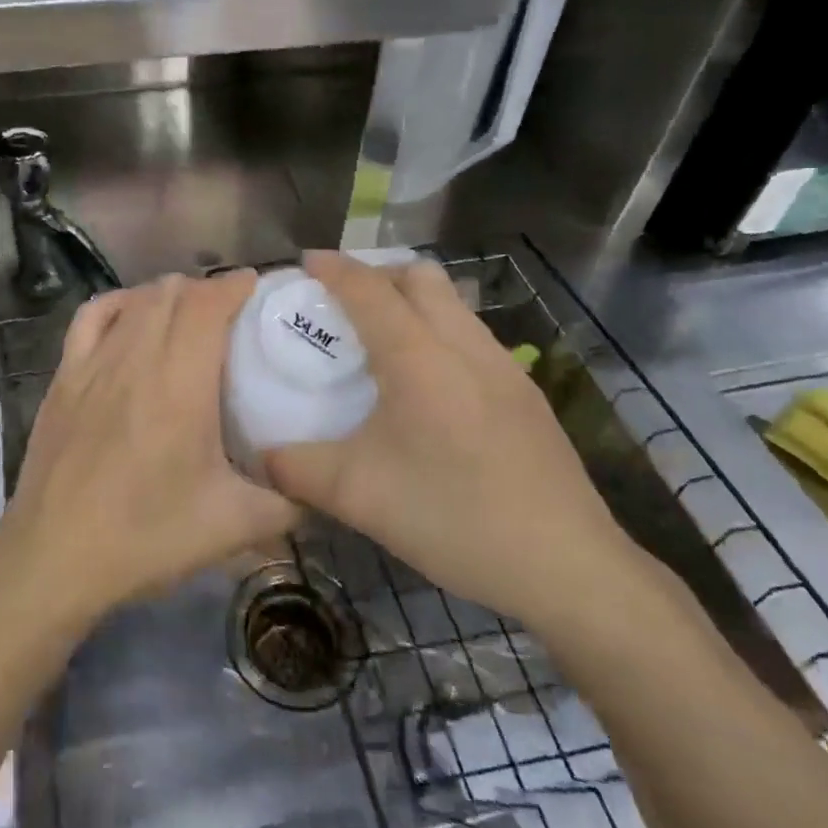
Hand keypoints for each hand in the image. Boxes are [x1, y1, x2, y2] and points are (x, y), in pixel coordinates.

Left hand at [0, 270, 298, 625]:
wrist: (54, 557)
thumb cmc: (146, 536)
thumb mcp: (234, 526)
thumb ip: (289, 505)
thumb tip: (321, 493)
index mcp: (180, 382)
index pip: (207, 303)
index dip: (235, 285)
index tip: (259, 289)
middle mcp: (135, 357)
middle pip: (172, 293)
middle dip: (206, 290)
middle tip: (232, 314)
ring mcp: (92, 363)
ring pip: (134, 300)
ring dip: (167, 294)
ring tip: (188, 313)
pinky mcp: (63, 377)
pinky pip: (91, 316)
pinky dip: (118, 304)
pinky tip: (131, 316)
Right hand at [262, 251, 637, 630]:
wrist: (567, 566)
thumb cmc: (454, 518)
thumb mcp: (358, 496)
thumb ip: (297, 470)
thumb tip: (260, 457)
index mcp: (419, 358)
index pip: (369, 289)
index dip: (334, 268)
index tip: (306, 261)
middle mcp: (463, 345)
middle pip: (419, 276)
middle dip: (377, 273)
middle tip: (343, 302)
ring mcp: (503, 366)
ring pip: (452, 303)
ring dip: (412, 300)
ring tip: (381, 339)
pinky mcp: (525, 392)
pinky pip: (471, 334)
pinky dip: (438, 330)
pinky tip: (428, 384)